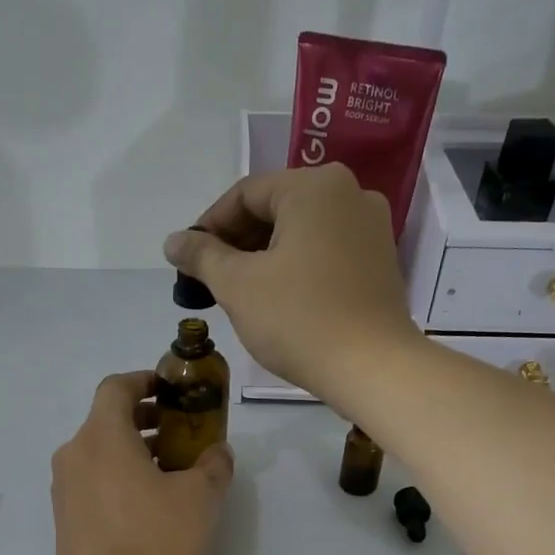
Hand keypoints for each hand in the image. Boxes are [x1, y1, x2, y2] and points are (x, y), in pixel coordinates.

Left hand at [52, 372, 233, 554]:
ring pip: (98, 453)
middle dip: (143, 421)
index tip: (169, 392)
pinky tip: (144, 506)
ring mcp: (63, 488)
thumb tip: (217, 453)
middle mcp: (74, 454)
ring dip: (131, 452)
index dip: (143, 382)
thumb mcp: (200, 498)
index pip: (115, 387)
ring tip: (168, 473)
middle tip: (178, 434)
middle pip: (106, 420)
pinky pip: (91, 481)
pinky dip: (116, 478)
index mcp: (102, 436)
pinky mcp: (63, 518)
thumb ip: (213, 466)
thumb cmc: (155, 538)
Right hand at [163, 164, 421, 400]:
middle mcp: (350, 193)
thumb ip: (202, 256)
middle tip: (210, 281)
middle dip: (237, 243)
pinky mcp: (381, 261)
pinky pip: (327, 251)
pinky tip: (279, 299)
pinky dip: (297, 267)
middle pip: (276, 209)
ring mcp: (371, 227)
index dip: (209, 226)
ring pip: (302, 232)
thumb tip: (173, 241)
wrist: (373, 368)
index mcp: (314, 186)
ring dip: (265, 257)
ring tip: (240, 294)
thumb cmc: (299, 320)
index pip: (245, 194)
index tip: (187, 261)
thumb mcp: (239, 286)